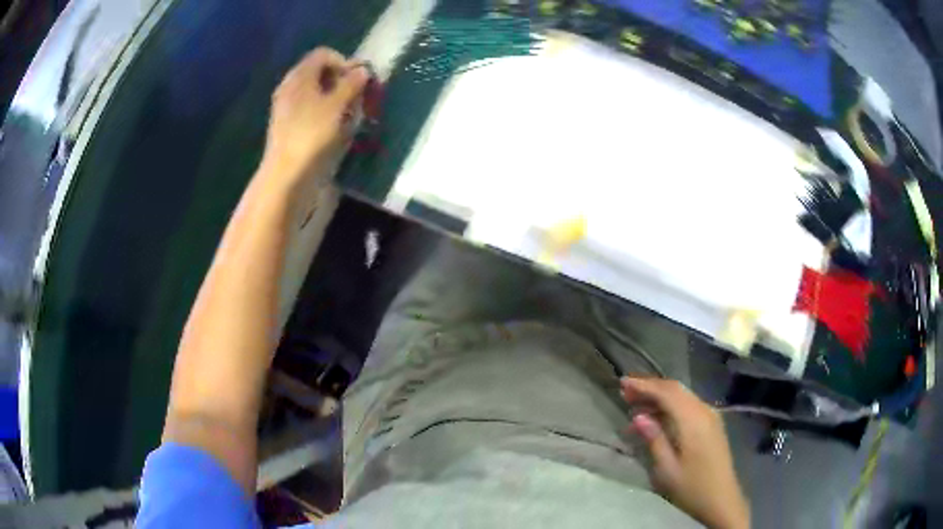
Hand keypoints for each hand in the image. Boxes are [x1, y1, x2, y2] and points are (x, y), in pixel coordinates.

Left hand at [260, 47, 368, 193]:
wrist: (286, 175)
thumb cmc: (312, 135)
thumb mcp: (337, 105)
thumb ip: (352, 84)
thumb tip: (363, 70)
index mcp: (299, 76)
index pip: (323, 54)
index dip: (343, 62)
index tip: (357, 80)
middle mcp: (290, 87)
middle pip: (318, 72)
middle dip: (341, 80)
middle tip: (356, 97)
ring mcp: (286, 107)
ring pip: (315, 91)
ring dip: (334, 97)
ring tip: (348, 114)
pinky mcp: (287, 126)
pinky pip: (309, 108)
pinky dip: (324, 111)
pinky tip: (334, 127)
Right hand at [621, 377, 749, 528]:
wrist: (721, 500)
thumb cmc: (692, 488)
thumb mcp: (667, 469)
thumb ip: (654, 439)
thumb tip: (638, 416)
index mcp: (694, 421)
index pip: (668, 392)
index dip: (645, 385)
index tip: (623, 383)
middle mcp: (705, 411)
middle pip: (676, 390)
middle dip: (651, 387)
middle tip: (626, 391)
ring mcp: (711, 417)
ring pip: (683, 397)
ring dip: (660, 397)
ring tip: (636, 406)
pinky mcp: (712, 424)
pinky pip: (689, 406)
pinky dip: (670, 406)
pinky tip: (657, 418)